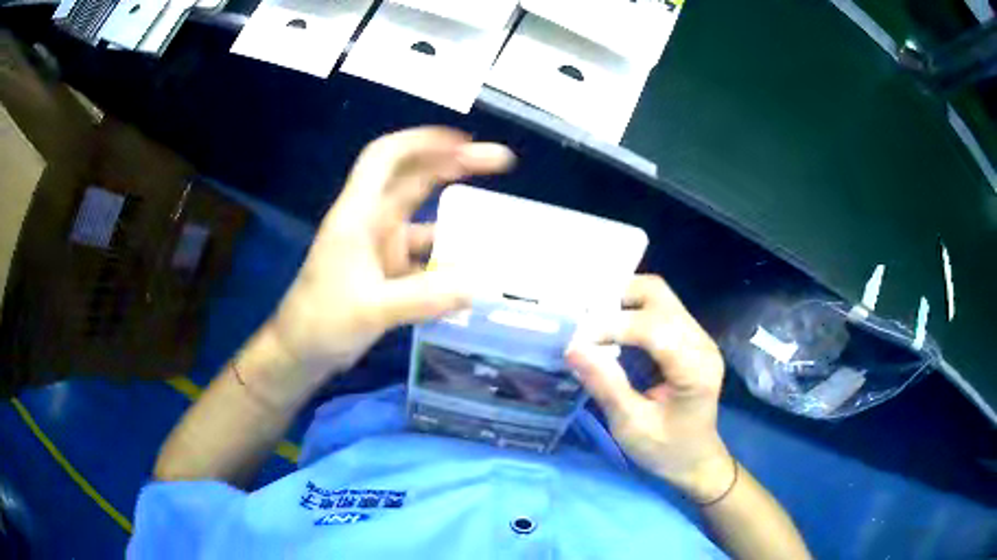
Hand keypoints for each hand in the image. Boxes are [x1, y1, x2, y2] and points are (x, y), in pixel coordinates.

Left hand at [268, 127, 514, 381]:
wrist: (301, 351)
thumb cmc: (321, 322)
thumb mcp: (371, 310)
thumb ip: (424, 298)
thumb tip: (480, 284)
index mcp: (358, 214)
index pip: (386, 157)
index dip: (424, 140)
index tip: (466, 141)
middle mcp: (371, 220)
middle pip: (413, 177)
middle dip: (454, 163)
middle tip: (500, 162)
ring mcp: (380, 245)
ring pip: (424, 214)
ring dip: (457, 211)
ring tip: (497, 215)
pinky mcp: (388, 270)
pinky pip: (426, 252)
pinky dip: (449, 254)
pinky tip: (475, 266)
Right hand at [566, 275, 733, 501]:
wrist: (697, 459)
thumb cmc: (666, 450)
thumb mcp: (632, 425)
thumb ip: (606, 384)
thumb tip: (573, 348)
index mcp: (694, 367)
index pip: (652, 326)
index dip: (611, 326)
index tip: (576, 340)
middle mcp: (700, 341)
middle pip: (657, 294)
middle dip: (616, 299)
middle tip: (583, 320)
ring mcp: (697, 336)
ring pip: (657, 295)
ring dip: (621, 302)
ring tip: (592, 323)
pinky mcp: (688, 338)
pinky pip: (657, 309)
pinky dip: (629, 312)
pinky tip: (610, 329)